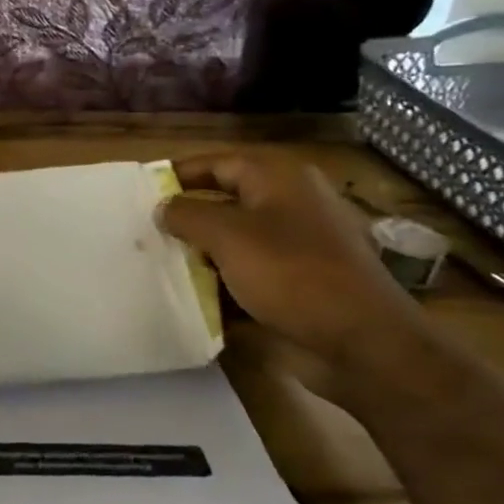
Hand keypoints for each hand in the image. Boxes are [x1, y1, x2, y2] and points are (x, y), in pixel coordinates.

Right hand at [157, 151, 422, 363]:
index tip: (141, 192)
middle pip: (226, 200)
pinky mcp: (302, 280)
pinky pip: (252, 270)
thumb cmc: (291, 273)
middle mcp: (292, 203)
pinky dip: (225, 279)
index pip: (217, 163)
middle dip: (187, 216)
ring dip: (202, 251)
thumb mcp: (227, 235)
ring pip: (237, 238)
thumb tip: (163, 207)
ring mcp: (300, 243)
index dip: (179, 175)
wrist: (362, 340)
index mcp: (279, 179)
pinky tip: (197, 294)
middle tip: (146, 231)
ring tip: (162, 263)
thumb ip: (186, 214)